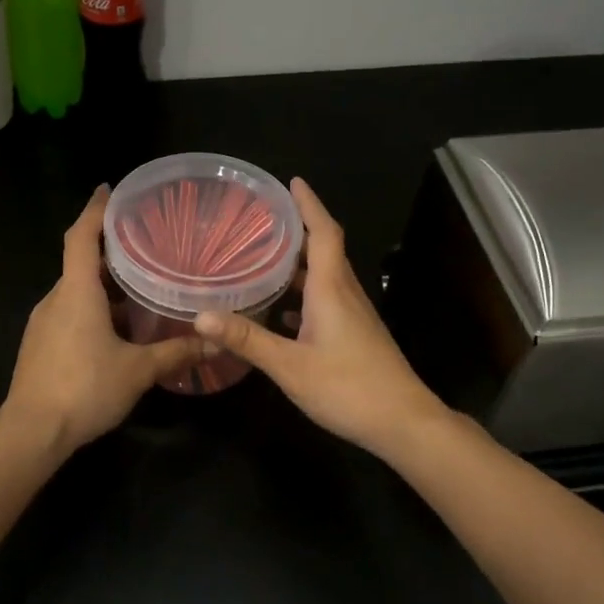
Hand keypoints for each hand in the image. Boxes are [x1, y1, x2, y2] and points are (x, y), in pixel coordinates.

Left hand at [2, 186, 209, 454]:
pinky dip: (94, 308)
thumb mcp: (138, 370)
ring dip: (104, 284)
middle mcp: (56, 298)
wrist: (31, 433)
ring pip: (76, 290)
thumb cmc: (84, 388)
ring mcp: (44, 322)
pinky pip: (70, 312)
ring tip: (141, 285)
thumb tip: (216, 341)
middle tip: (146, 242)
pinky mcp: (40, 344)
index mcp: (76, 291)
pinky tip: (119, 327)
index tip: (109, 189)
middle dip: (110, 250)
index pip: (81, 236)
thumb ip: (176, 352)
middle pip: (81, 261)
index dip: (95, 210)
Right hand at [194, 178, 448, 456]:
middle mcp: (345, 292)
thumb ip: (247, 339)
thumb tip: (200, 316)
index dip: (309, 204)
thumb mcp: (290, 366)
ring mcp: (353, 314)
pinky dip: (303, 294)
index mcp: (331, 288)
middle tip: (262, 219)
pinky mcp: (355, 333)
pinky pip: (326, 299)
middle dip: (298, 228)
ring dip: (298, 262)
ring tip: (263, 257)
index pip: (323, 232)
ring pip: (325, 275)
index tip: (292, 181)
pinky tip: (281, 311)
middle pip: (324, 248)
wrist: (403, 422)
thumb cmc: (348, 388)